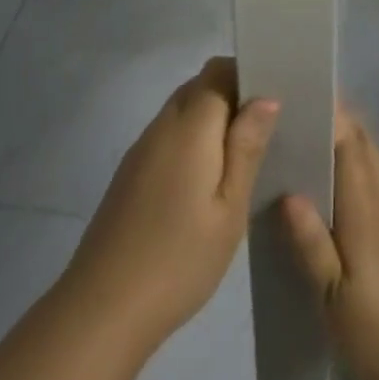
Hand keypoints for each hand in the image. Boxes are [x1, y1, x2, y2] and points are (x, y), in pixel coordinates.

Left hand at [61, 57, 279, 352]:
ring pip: (182, 110)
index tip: (275, 100)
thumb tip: (266, 97)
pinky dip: (191, 140)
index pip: (218, 71)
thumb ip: (246, 147)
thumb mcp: (229, 208)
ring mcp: (141, 148)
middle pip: (198, 86)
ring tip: (242, 157)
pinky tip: (206, 182)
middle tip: (265, 132)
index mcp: (189, 126)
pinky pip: (168, 135)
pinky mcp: (131, 172)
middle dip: (232, 95)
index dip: (246, 75)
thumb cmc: (179, 259)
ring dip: (211, 119)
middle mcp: (162, 125)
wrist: (103, 308)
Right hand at [280, 107, 378, 379]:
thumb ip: (310, 241)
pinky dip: (349, 167)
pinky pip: (370, 182)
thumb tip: (288, 191)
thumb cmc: (377, 330)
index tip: (299, 92)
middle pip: (362, 142)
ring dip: (342, 141)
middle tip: (293, 112)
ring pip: (368, 160)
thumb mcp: (331, 294)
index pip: (349, 141)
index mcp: (365, 206)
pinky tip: (322, 188)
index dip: (329, 111)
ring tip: (301, 141)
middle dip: (334, 118)